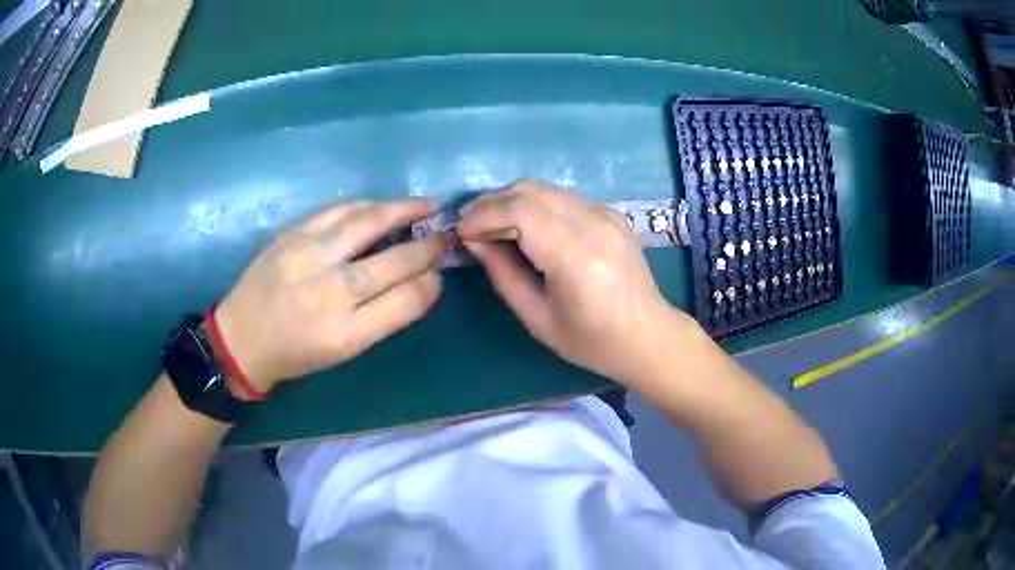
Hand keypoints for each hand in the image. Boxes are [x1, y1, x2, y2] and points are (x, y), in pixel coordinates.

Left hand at [213, 200, 444, 393]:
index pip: (405, 300)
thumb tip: (421, 281)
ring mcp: (307, 258)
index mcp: (346, 332)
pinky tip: (381, 204)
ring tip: (424, 204)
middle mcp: (329, 293)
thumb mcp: (344, 350)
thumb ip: (384, 316)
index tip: (440, 272)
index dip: (430, 283)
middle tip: (444, 233)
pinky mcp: (290, 236)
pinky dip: (365, 205)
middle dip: (425, 245)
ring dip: (401, 210)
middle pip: (391, 261)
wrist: (241, 338)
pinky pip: (336, 211)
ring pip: (365, 224)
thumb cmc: (296, 352)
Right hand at [458, 179, 695, 384]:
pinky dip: (535, 205)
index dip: (485, 214)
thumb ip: (503, 275)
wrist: (648, 335)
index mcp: (578, 259)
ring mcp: (607, 215)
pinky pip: (563, 198)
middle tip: (470, 223)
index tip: (462, 231)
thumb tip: (474, 241)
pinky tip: (525, 226)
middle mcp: (595, 226)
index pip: (522, 212)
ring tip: (491, 223)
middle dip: (492, 202)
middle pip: (532, 190)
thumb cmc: (592, 341)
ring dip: (511, 200)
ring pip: (546, 188)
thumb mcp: (538, 319)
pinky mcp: (611, 214)